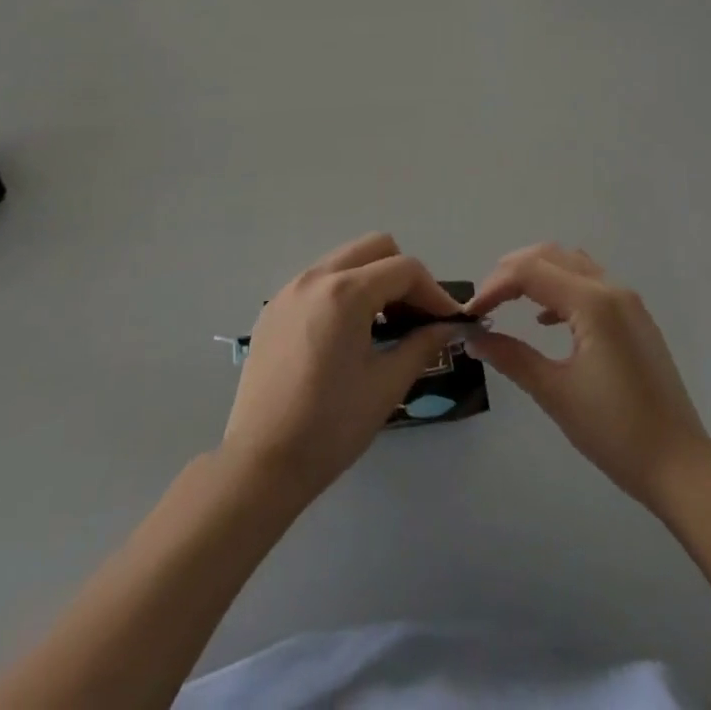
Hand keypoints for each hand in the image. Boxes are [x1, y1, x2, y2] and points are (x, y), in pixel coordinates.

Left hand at [222, 234, 463, 503]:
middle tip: (416, 317)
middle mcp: (315, 277)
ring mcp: (290, 290)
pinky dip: (343, 292)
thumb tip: (448, 327)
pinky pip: (319, 281)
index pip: (404, 269)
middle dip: (403, 275)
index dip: (434, 292)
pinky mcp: (274, 309)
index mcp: (345, 292)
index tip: (449, 321)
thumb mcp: (386, 385)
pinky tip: (348, 335)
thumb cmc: (331, 426)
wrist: (261, 463)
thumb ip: (422, 345)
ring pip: (345, 260)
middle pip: (374, 247)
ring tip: (385, 326)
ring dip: (373, 280)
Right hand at [466, 245, 710, 514]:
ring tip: (507, 301)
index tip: (471, 314)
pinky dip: (560, 288)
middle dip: (511, 271)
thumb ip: (511, 357)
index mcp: (592, 302)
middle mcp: (611, 289)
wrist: (682, 467)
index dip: (494, 286)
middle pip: (550, 256)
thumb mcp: (555, 393)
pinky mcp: (635, 318)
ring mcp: (628, 301)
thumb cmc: (616, 431)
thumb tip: (473, 337)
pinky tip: (545, 320)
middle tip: (485, 302)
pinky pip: (590, 282)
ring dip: (537, 274)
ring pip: (572, 264)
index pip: (530, 272)